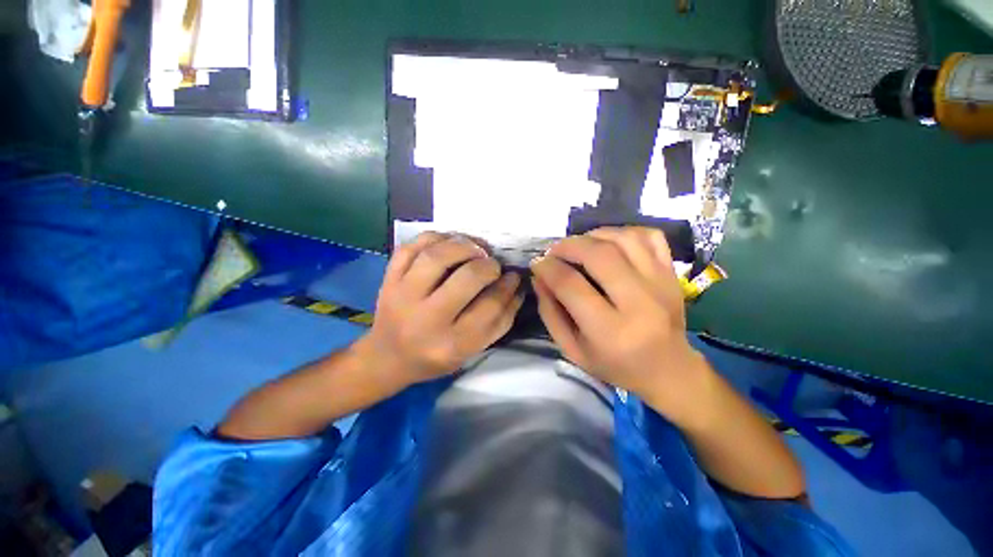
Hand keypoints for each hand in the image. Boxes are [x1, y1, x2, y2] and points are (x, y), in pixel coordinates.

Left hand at [359, 232, 523, 386]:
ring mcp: (402, 295)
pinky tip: (449, 243)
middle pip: (467, 278)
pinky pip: (412, 246)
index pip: (490, 307)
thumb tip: (517, 286)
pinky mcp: (388, 279)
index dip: (508, 286)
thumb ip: (500, 321)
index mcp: (451, 344)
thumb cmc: (436, 356)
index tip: (513, 276)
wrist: (387, 356)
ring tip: (476, 249)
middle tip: (493, 265)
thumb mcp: (473, 350)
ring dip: (464, 245)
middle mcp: (425, 319)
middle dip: (489, 266)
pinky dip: (436, 238)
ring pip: (437, 256)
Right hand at [530, 227, 715, 428]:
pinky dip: (624, 232)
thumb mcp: (572, 349)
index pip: (571, 285)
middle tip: (553, 250)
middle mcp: (640, 303)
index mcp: (610, 331)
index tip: (537, 263)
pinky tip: (608, 242)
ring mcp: (661, 284)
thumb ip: (550, 313)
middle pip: (599, 255)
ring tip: (578, 245)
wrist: (669, 370)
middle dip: (568, 246)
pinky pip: (650, 237)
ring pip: (624, 239)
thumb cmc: (614, 364)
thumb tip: (539, 276)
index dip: (548, 268)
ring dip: (593, 235)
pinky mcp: (672, 274)